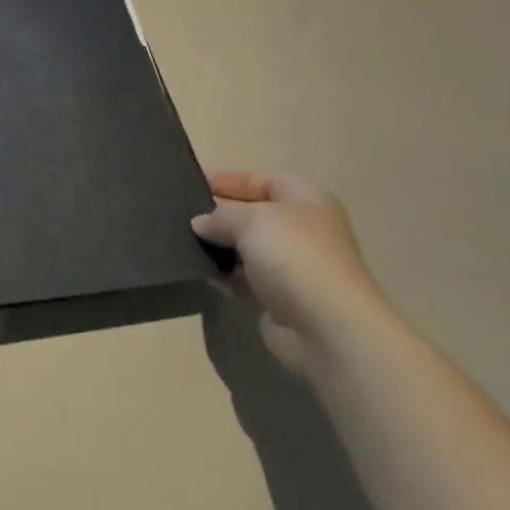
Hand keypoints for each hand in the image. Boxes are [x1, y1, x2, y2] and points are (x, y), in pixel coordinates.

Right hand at [192, 171, 384, 378]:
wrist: (328, 329)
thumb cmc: (294, 256)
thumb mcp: (252, 220)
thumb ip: (221, 216)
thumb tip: (200, 223)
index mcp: (306, 200)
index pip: (262, 181)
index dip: (229, 180)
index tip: (193, 183)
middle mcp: (302, 230)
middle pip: (253, 215)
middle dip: (220, 214)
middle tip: (182, 213)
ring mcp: (292, 268)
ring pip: (247, 249)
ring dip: (220, 247)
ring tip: (182, 241)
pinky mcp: (280, 301)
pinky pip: (245, 281)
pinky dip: (225, 276)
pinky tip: (201, 272)